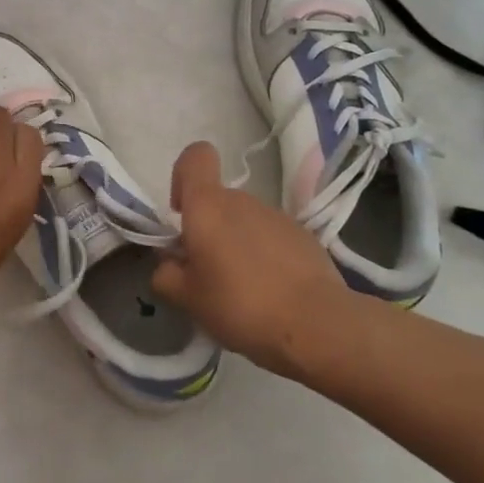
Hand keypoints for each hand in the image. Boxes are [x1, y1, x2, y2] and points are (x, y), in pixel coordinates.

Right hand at [150, 141, 354, 379]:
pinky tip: (273, 293)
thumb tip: (168, 262)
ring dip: (238, 245)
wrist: (318, 326)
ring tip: (243, 291)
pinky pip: (273, 238)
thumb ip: (166, 274)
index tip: (181, 214)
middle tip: (208, 274)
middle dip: (209, 229)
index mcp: (208, 206)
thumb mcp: (187, 299)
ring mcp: (278, 216)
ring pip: (245, 221)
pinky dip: (266, 257)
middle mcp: (243, 200)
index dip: (183, 176)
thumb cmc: (240, 304)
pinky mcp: (305, 237)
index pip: (195, 157)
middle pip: (218, 200)